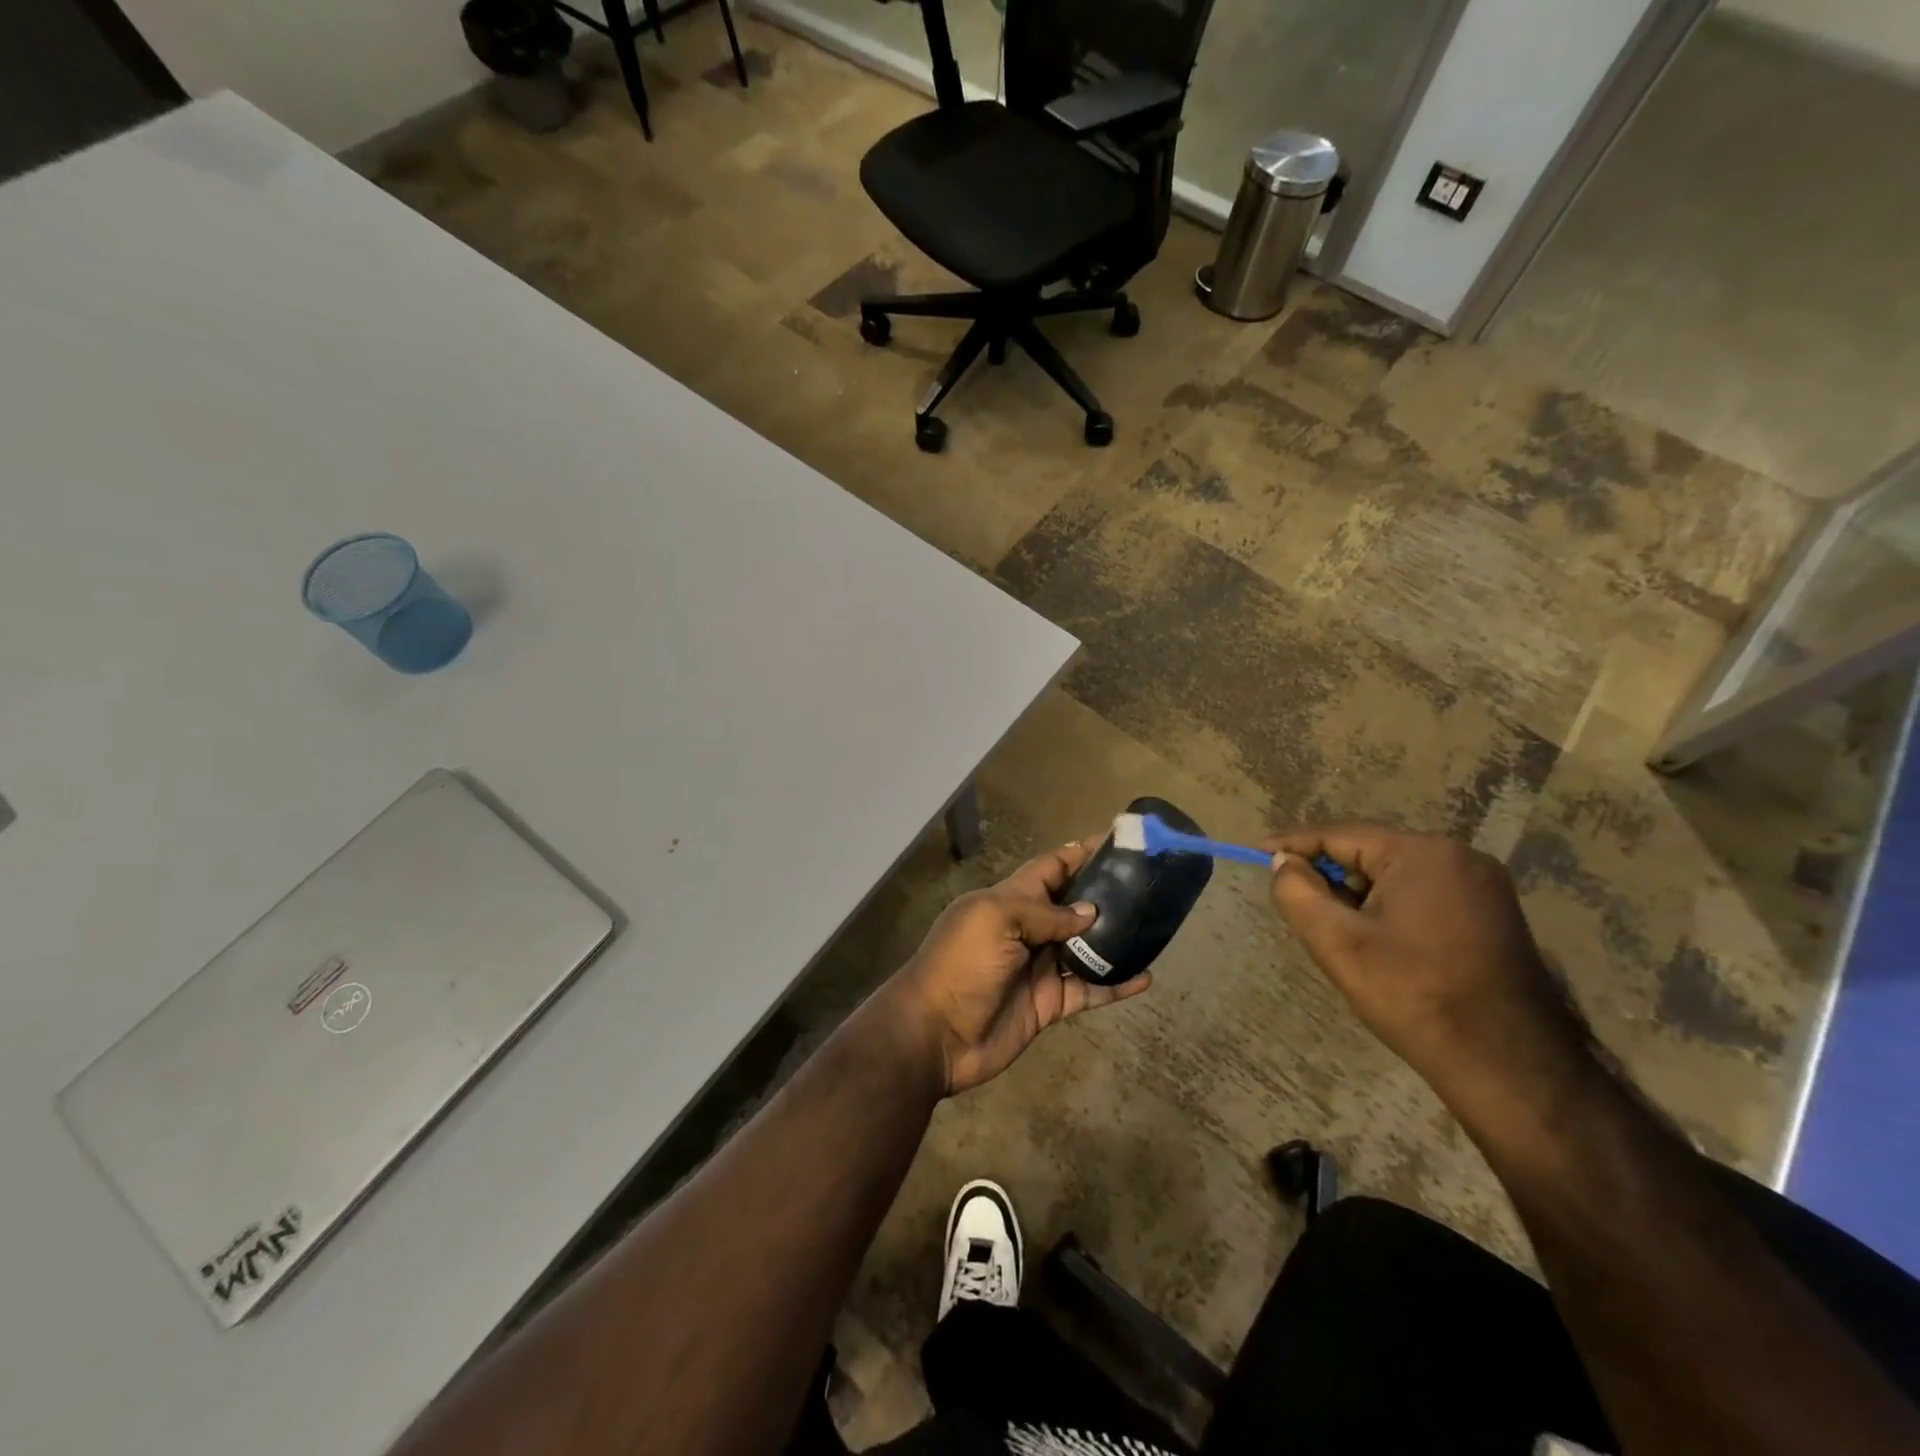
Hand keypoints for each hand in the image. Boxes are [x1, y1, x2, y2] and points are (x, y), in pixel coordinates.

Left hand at [886, 837, 1151, 1095]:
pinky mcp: (1049, 1003)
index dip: (1079, 853)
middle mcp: (1028, 929)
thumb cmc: (961, 964)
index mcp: (1009, 900)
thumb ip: (1045, 913)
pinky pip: (1089, 989)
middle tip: (1149, 885)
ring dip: (1115, 939)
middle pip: (1073, 906)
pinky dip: (1115, 984)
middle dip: (1105, 895)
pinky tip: (1145, 978)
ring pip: (1086, 948)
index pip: (1050, 867)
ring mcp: (1040, 967)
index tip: (1117, 840)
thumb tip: (1090, 912)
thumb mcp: (996, 920)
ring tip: (1154, 927)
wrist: (936, 1034)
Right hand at [1265, 824, 1582, 1094]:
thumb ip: (1297, 892)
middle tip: (1297, 908)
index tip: (1257, 852)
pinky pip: (1422, 895)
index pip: (1340, 835)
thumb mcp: (1338, 943)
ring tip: (1334, 933)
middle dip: (1328, 877)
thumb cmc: (1415, 996)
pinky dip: (1388, 910)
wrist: (1510, 1067)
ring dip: (1358, 897)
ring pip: (1395, 877)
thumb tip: (1284, 862)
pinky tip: (1375, 943)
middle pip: (1369, 854)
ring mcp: (1483, 886)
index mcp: (1423, 854)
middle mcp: (1459, 857)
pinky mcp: (1492, 915)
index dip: (1294, 844)